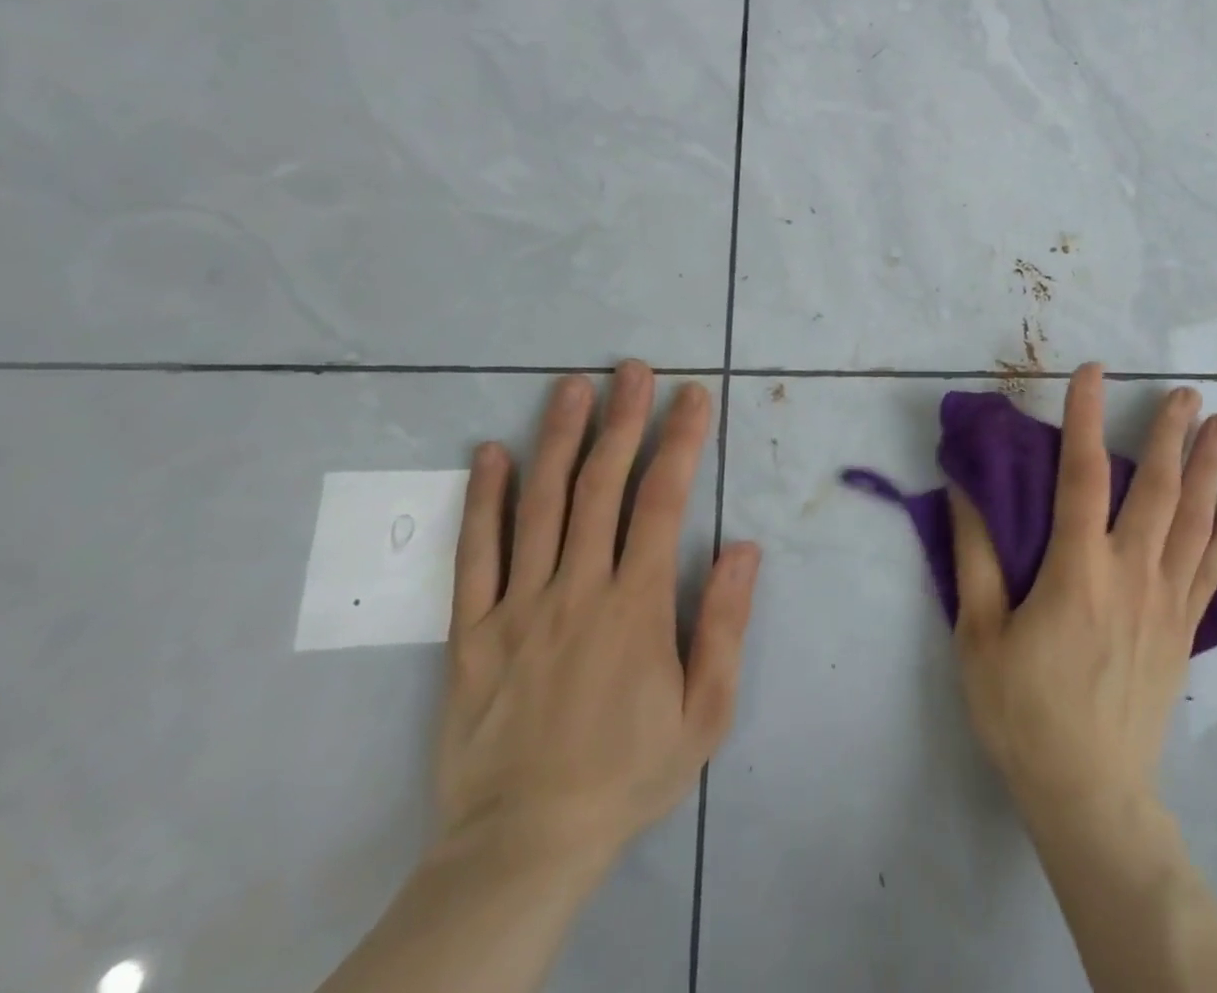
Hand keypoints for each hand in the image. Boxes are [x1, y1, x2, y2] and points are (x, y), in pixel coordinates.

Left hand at [433, 363, 760, 890]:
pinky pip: (475, 555)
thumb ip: (724, 625)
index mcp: (636, 605)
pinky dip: (484, 500)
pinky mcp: (472, 632)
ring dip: (558, 439)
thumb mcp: (705, 712)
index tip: (692, 396)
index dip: (680, 441)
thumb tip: (744, 547)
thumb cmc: (629, 772)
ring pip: (539, 505)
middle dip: (622, 420)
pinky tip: (491, 454)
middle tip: (631, 369)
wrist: (523, 846)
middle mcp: (577, 590)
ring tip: (571, 387)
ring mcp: (518, 607)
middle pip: (601, 486)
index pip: (662, 502)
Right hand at [948, 364, 1216, 830]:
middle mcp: (1131, 574)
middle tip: (1186, 392)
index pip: (1082, 475)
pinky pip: (1214, 570)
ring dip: (1211, 468)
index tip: (1094, 371)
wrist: (1089, 794)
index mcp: (1078, 571)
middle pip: (1158, 489)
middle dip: (1172, 434)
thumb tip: (965, 489)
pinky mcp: (1185, 630)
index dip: (1087, 417)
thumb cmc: (1023, 712)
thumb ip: (975, 556)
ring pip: (1196, 521)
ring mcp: (1167, 602)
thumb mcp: (979, 635)